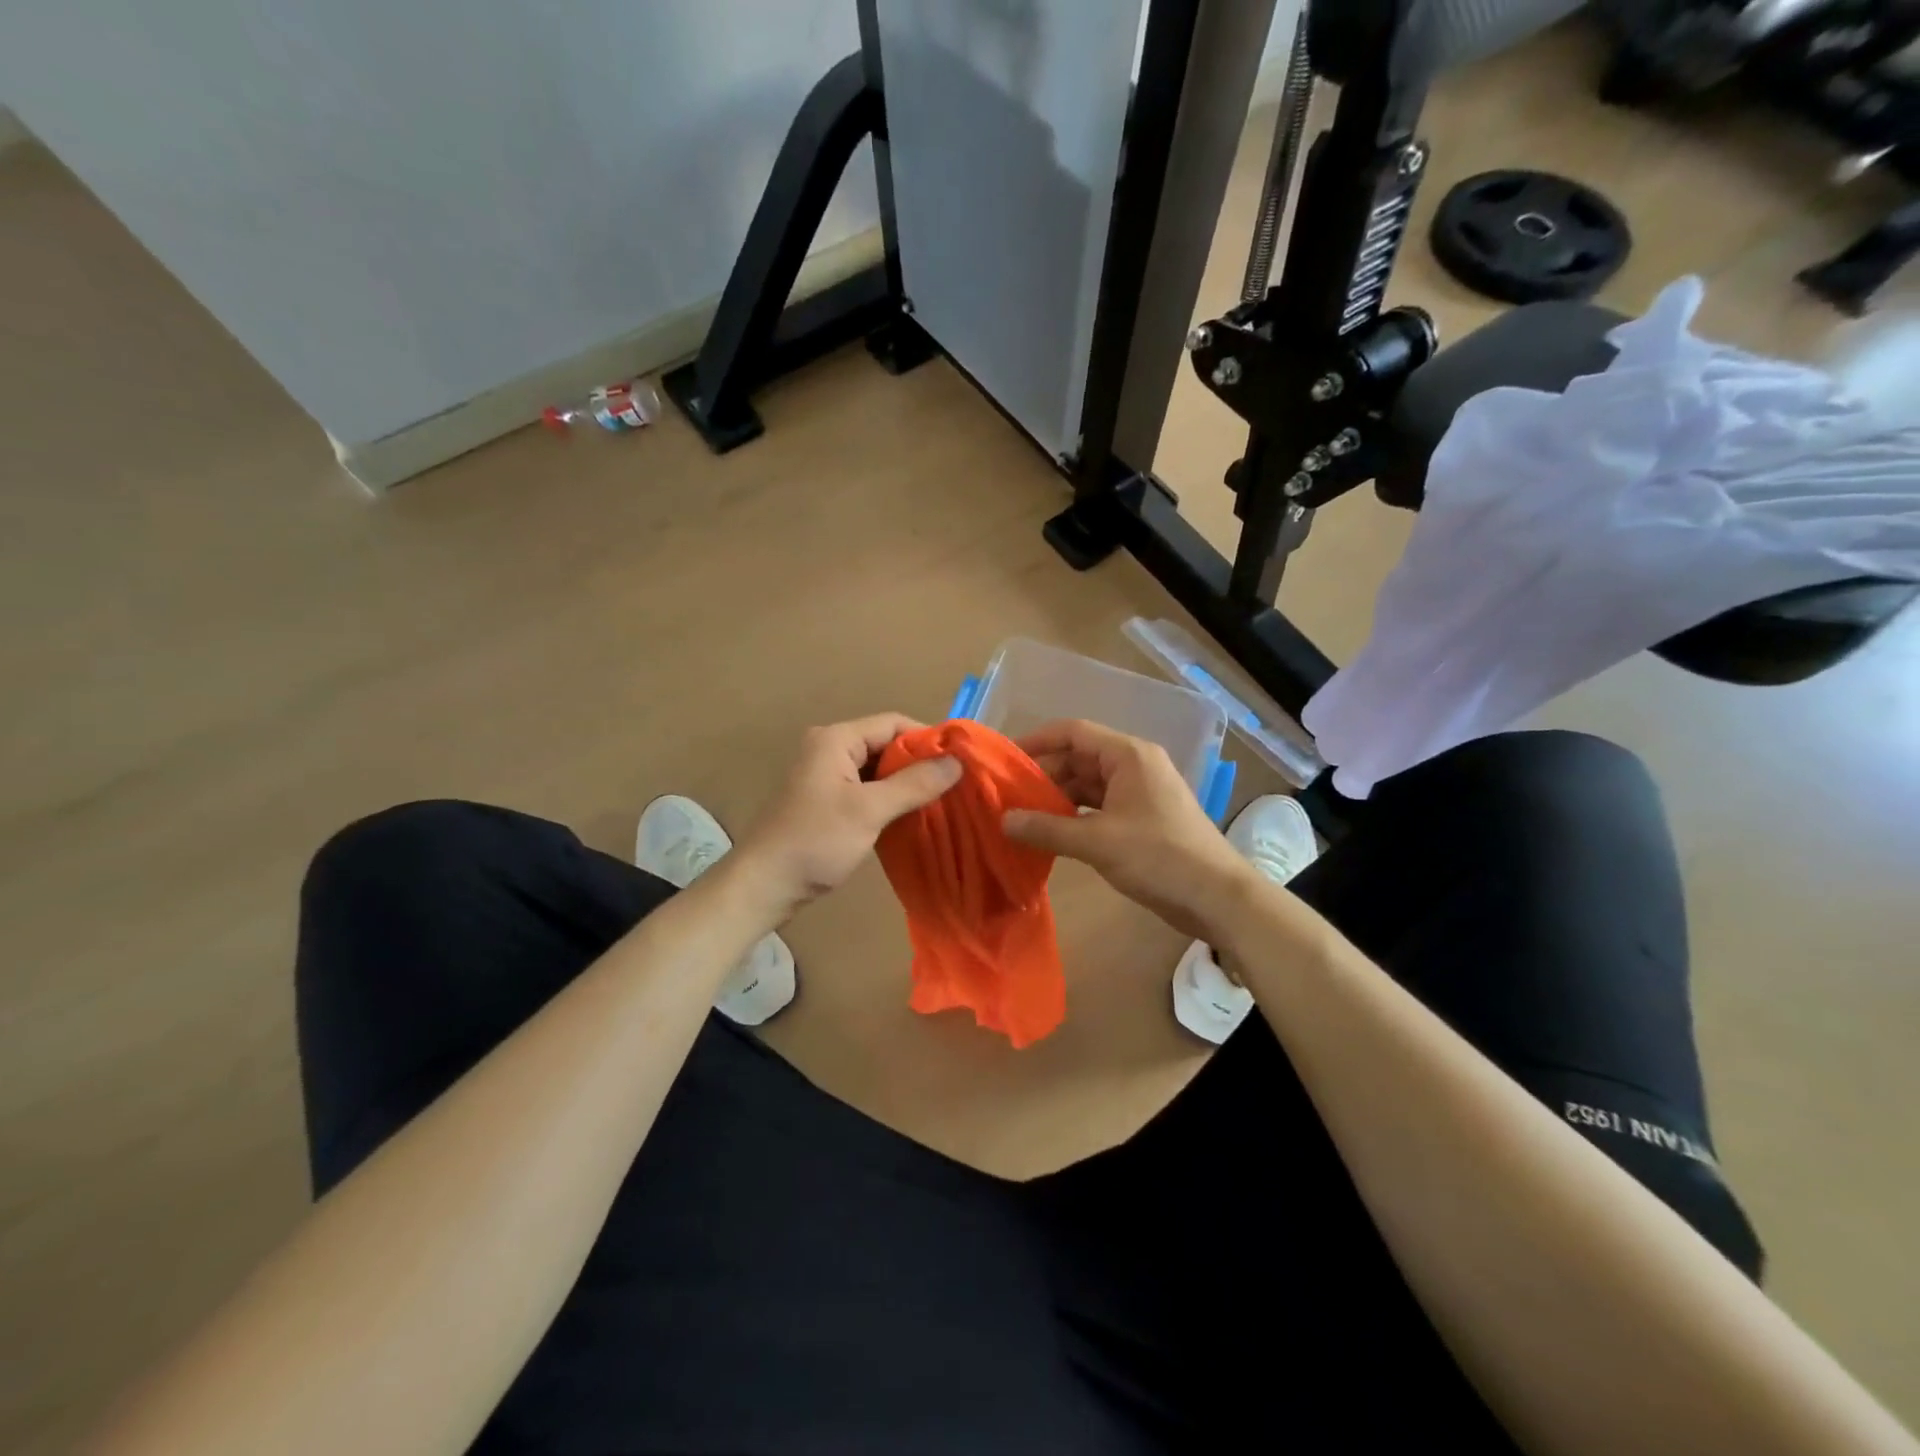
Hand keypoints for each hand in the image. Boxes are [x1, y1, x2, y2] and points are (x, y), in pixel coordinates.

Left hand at [732, 714, 961, 919]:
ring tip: (939, 801)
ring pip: (876, 769)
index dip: (927, 738)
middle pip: (885, 744)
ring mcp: (824, 776)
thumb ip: (914, 784)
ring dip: (905, 783)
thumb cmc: (816, 841)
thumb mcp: (869, 810)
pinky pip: (865, 789)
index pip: (892, 723)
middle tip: (953, 785)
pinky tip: (910, 816)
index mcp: (835, 739)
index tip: (959, 761)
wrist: (764, 885)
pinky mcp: (825, 801)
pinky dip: (888, 799)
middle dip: (918, 763)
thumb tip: (957, 762)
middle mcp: (828, 749)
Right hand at [1001, 719, 1252, 938]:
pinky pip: (1099, 806)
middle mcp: (1133, 765)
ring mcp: (1139, 792)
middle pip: (1078, 758)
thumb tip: (1003, 820)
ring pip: (1087, 784)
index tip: (1004, 759)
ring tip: (1021, 815)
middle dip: (1044, 775)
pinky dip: (1074, 815)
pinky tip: (1051, 832)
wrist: (1216, 896)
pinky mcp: (1141, 818)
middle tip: (1007, 796)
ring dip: (1057, 797)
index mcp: (1128, 755)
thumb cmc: (1159, 856)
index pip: (1073, 732)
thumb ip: (1047, 828)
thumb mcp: (1097, 841)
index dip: (1037, 741)